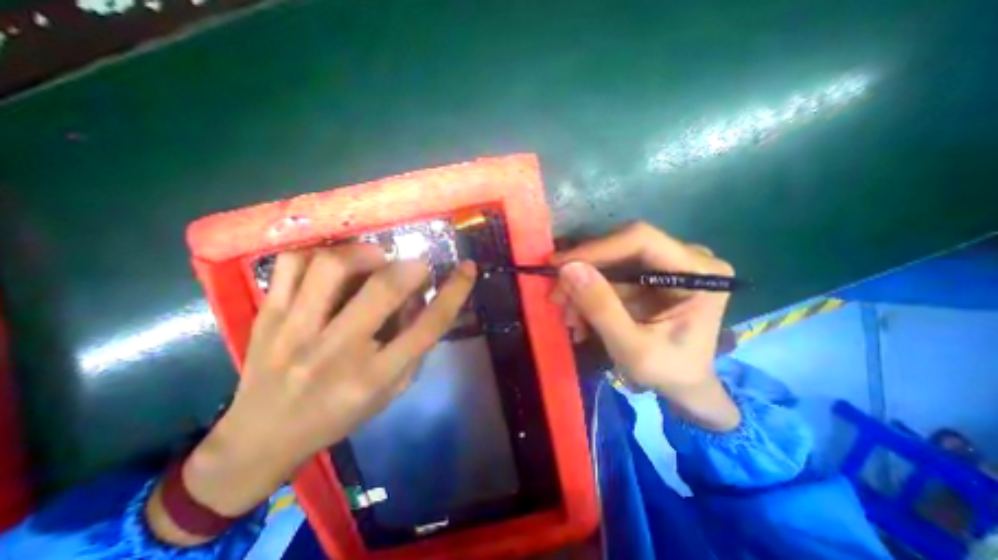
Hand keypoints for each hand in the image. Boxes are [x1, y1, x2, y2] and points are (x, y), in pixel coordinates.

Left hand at [147, 243, 476, 541]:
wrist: (260, 438)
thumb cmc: (340, 415)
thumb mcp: (391, 391)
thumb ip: (415, 347)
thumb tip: (421, 299)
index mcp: (374, 376)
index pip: (428, 326)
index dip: (455, 292)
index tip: (468, 269)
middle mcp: (336, 350)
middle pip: (383, 289)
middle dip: (411, 267)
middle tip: (415, 267)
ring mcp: (294, 330)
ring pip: (332, 266)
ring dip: (365, 254)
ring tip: (374, 261)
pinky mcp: (267, 316)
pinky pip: (292, 263)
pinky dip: (322, 254)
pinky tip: (333, 266)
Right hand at [554, 222, 739, 431]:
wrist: (683, 386)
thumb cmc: (669, 373)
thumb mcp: (632, 349)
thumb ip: (601, 309)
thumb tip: (568, 269)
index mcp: (699, 272)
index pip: (641, 240)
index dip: (596, 249)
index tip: (558, 266)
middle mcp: (685, 258)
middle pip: (620, 248)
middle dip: (583, 272)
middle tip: (556, 297)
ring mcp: (664, 264)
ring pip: (609, 261)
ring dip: (581, 286)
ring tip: (568, 317)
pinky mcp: (647, 274)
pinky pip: (608, 275)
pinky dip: (588, 294)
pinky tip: (578, 317)